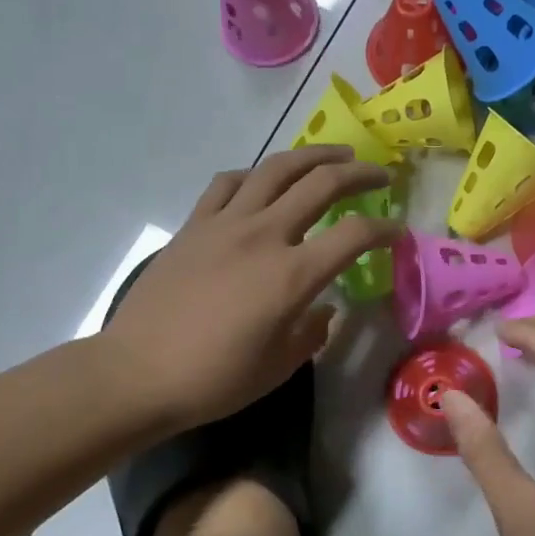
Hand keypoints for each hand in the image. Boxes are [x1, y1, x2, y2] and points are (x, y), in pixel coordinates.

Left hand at [102, 147, 400, 431]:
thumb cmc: (214, 379)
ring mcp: (225, 224)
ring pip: (276, 168)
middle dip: (360, 174)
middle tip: (380, 174)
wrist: (137, 374)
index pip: (354, 235)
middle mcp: (264, 236)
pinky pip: (228, 183)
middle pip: (322, 184)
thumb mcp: (279, 366)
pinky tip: (263, 181)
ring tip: (334, 156)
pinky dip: (254, 175)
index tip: (397, 232)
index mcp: (292, 276)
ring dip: (313, 156)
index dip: (385, 229)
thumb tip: (323, 309)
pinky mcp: (194, 225)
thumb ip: (312, 332)